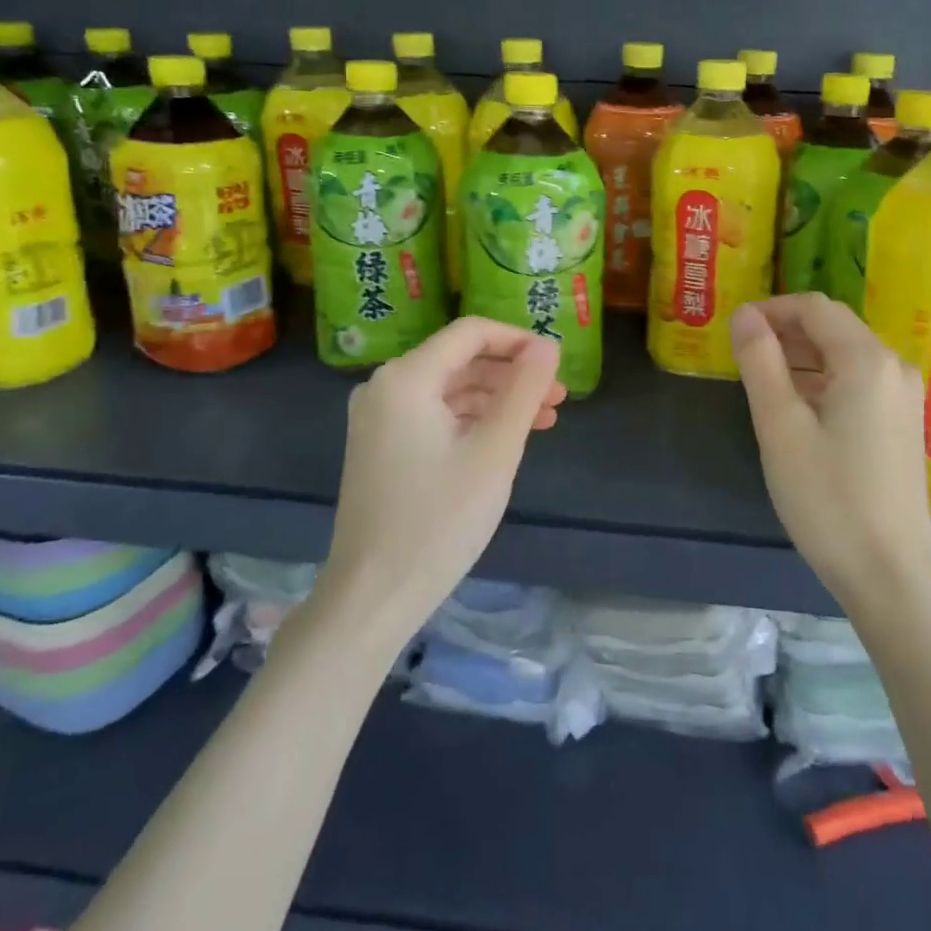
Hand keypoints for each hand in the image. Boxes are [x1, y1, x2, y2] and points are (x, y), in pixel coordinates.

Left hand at [321, 318, 565, 643]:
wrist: (372, 598)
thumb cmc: (439, 520)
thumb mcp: (495, 451)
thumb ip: (524, 390)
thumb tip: (548, 345)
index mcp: (407, 378)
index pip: (471, 333)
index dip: (518, 340)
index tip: (556, 362)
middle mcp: (385, 386)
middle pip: (460, 359)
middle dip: (512, 374)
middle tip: (558, 397)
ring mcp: (379, 418)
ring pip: (450, 389)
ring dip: (497, 399)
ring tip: (544, 420)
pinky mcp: (381, 446)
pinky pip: (434, 415)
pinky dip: (472, 420)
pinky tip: (505, 439)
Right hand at [731, 294, 930, 607]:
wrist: (891, 573)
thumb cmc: (828, 498)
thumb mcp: (780, 427)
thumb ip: (760, 362)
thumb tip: (744, 314)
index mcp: (866, 360)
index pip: (814, 308)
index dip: (771, 309)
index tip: (735, 330)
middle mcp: (893, 366)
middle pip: (834, 326)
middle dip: (786, 331)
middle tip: (744, 356)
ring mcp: (905, 395)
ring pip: (846, 352)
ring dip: (804, 355)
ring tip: (764, 380)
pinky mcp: (905, 421)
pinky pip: (860, 379)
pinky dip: (825, 378)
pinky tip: (800, 407)